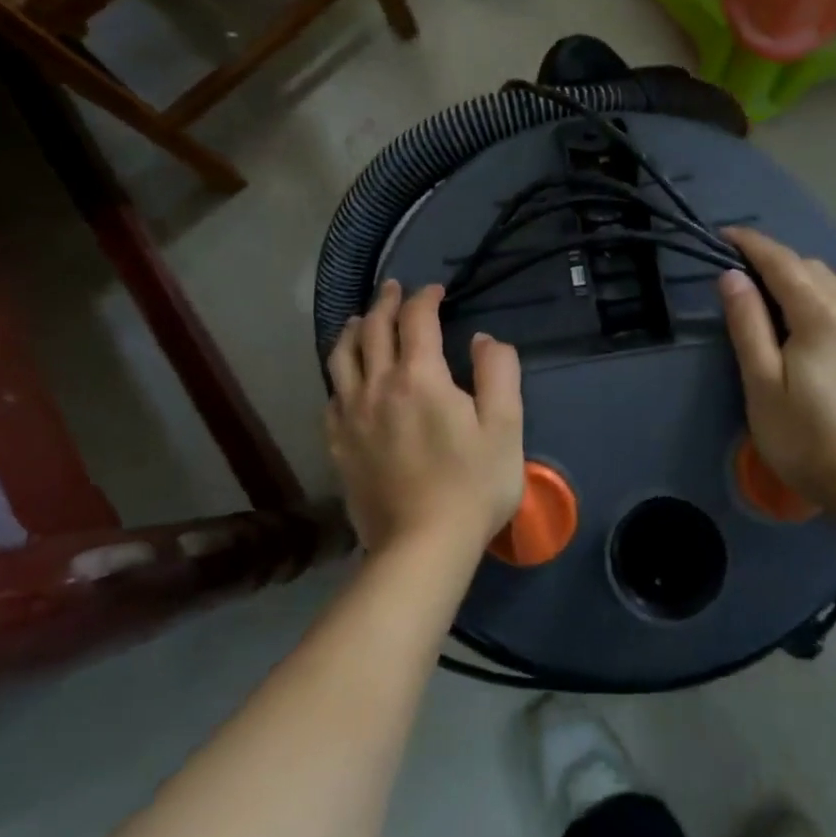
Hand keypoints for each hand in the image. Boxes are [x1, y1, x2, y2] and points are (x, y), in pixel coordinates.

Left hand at [325, 281, 525, 555]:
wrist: (421, 547)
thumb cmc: (472, 485)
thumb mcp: (505, 426)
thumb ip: (498, 373)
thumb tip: (482, 340)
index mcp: (419, 377)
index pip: (416, 319)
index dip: (425, 298)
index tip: (436, 291)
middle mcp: (377, 386)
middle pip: (374, 329)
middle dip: (386, 302)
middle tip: (394, 288)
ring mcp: (351, 416)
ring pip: (342, 357)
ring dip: (354, 330)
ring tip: (361, 320)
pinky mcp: (338, 445)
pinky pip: (331, 395)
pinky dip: (339, 373)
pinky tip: (346, 377)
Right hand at [718, 226, 835, 510]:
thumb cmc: (805, 440)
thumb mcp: (761, 385)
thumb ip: (748, 324)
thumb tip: (732, 276)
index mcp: (823, 317)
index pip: (784, 262)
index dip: (753, 244)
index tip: (728, 234)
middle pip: (818, 271)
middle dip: (785, 268)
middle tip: (757, 287)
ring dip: (820, 287)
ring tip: (800, 311)